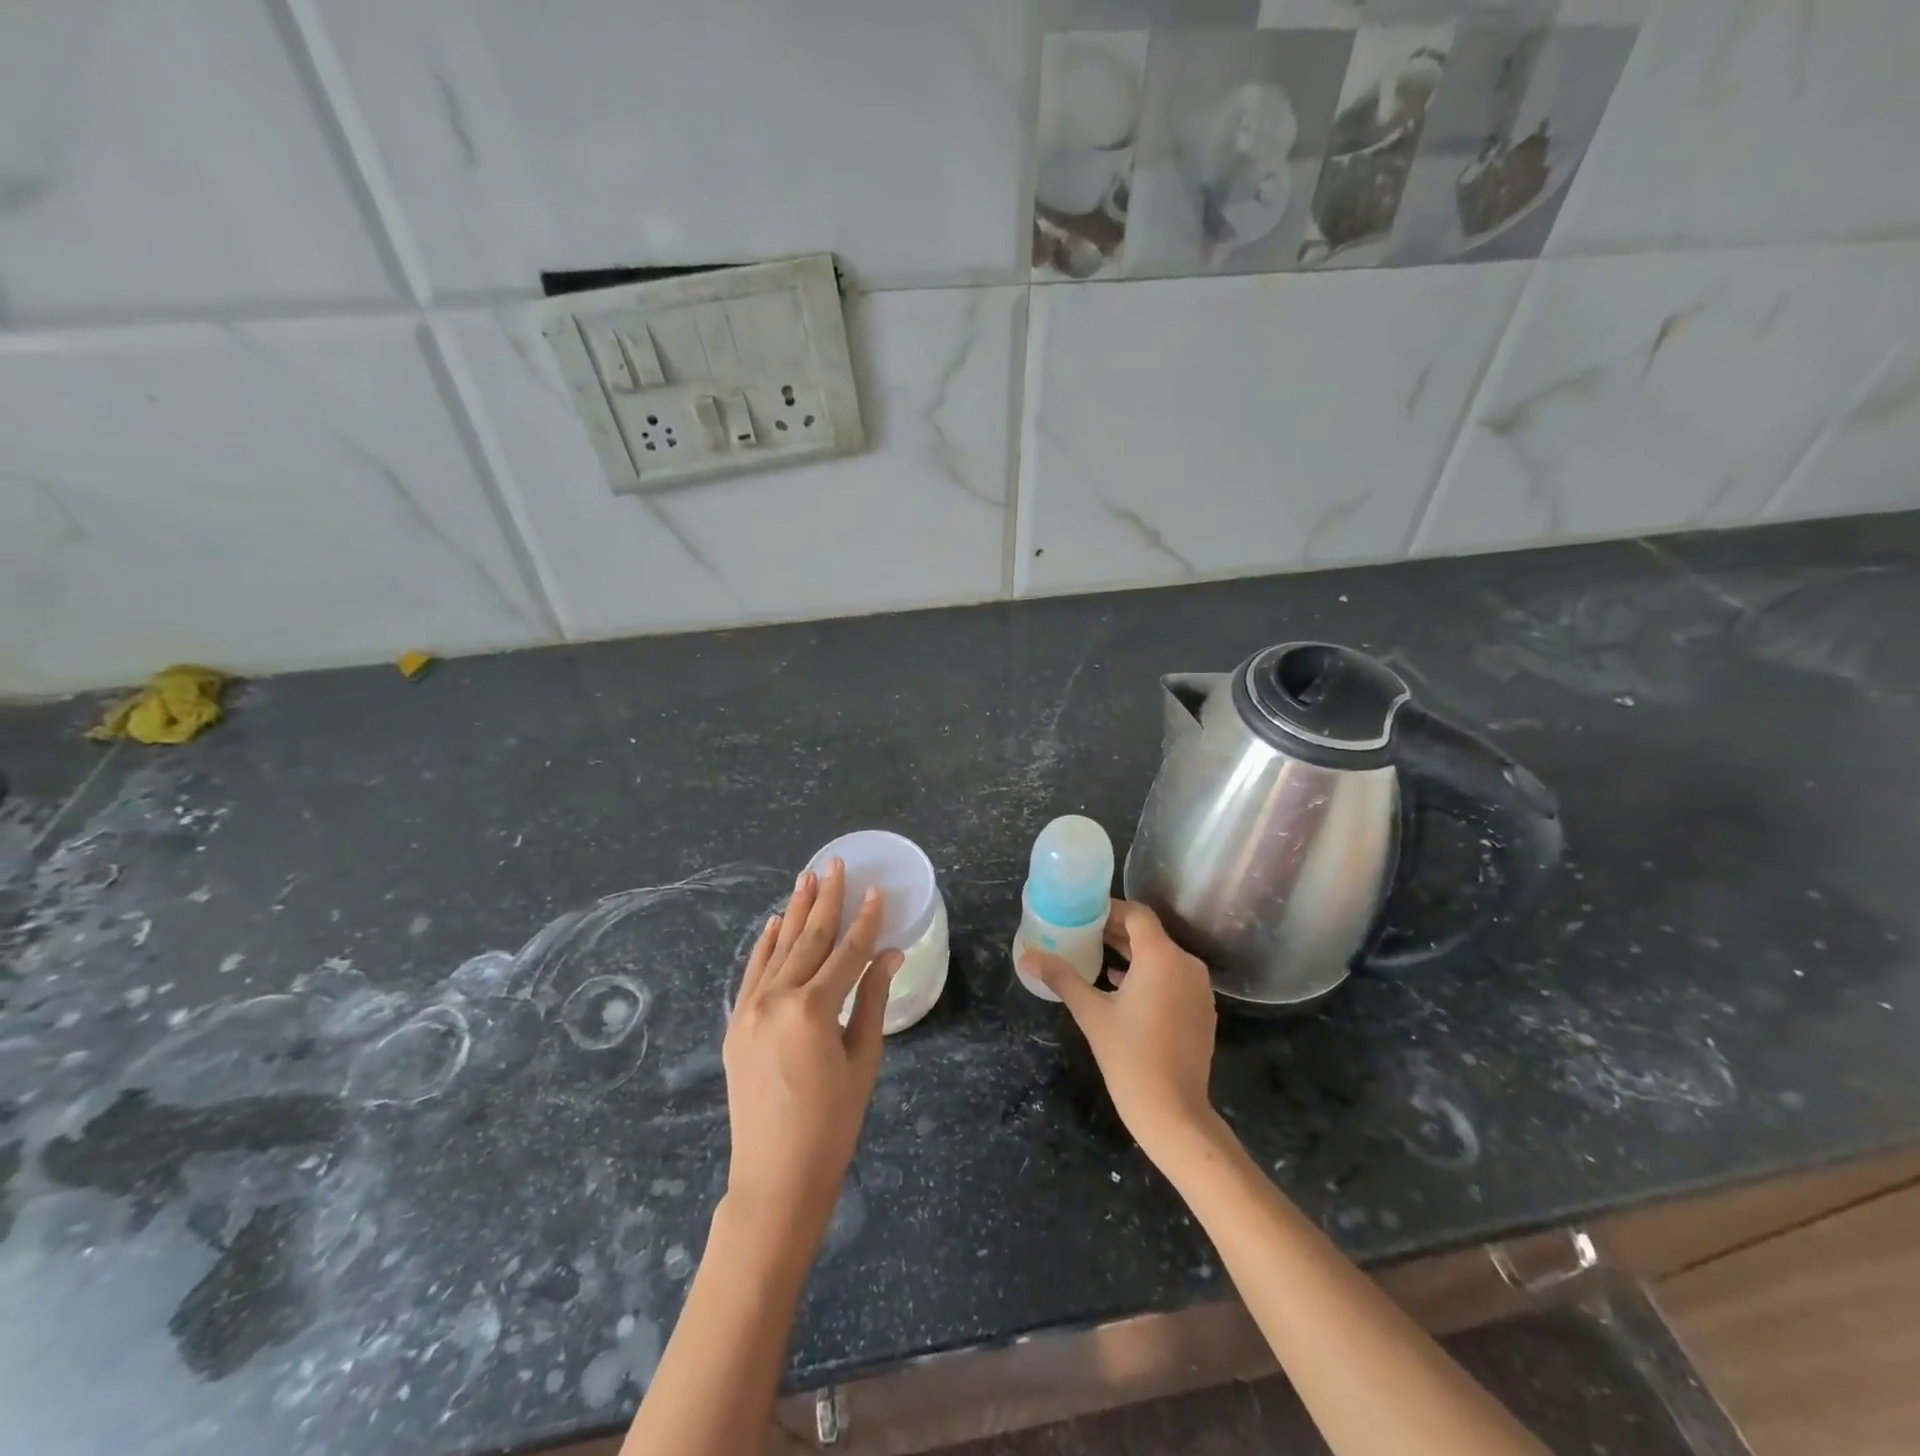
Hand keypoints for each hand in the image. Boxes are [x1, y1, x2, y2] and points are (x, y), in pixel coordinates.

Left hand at [722, 859, 901, 1246]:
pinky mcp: (736, 1023)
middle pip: (809, 939)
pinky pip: (753, 972)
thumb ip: (872, 999)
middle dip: (826, 900)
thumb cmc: (833, 1123)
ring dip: (796, 911)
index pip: (847, 952)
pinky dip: (766, 944)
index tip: (877, 890)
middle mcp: (776, 998)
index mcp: (813, 1009)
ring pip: (779, 948)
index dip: (866, 920)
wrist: (775, 1176)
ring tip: (808, 877)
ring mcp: (750, 1009)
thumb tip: (889, 954)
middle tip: (835, 863)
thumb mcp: (863, 1059)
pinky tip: (777, 921)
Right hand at [1020, 898, 1219, 1161]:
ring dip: (1132, 953)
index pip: (1137, 915)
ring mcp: (1199, 989)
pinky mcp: (1202, 1010)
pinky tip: (1121, 986)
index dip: (1111, 909)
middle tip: (1084, 932)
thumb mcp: (1091, 1012)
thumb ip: (1061, 977)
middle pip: (1149, 934)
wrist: (1173, 1112)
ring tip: (1098, 956)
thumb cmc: (1129, 1057)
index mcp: (1162, 957)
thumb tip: (1025, 956)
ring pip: (1162, 956)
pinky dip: (1149, 974)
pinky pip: (1173, 977)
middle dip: (1117, 931)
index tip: (1084, 913)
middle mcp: (1187, 965)